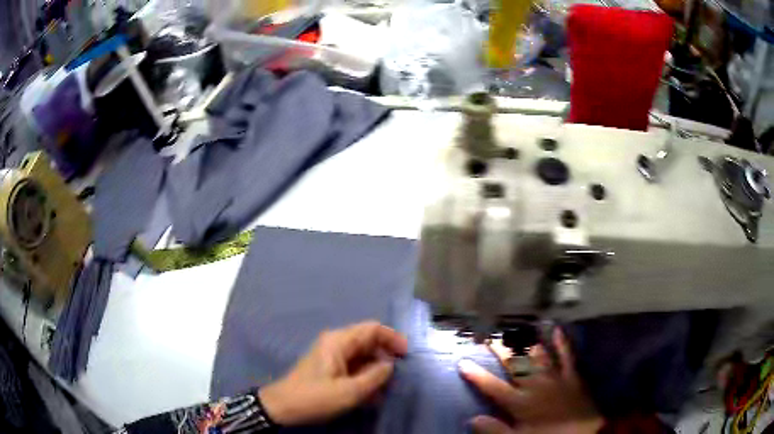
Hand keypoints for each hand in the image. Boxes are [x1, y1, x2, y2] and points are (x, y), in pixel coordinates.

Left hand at [259, 321, 407, 425]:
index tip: (406, 355)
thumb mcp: (349, 391)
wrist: (283, 408)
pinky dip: (365, 378)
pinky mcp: (329, 369)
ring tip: (385, 391)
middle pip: (368, 342)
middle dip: (385, 357)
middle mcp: (336, 344)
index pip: (372, 329)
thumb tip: (390, 365)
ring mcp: (332, 356)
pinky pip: (353, 368)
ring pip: (362, 357)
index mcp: (339, 342)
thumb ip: (374, 376)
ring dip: (376, 372)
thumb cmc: (315, 397)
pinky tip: (371, 396)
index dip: (392, 338)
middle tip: (397, 377)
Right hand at [458, 328, 603, 433]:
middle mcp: (535, 385)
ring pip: (537, 356)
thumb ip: (495, 429)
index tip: (462, 361)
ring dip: (526, 343)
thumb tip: (473, 418)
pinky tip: (557, 329)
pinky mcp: (571, 375)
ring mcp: (554, 377)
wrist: (582, 433)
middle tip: (489, 336)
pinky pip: (566, 356)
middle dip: (500, 351)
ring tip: (517, 329)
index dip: (476, 374)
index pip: (492, 386)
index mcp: (519, 402)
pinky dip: (561, 343)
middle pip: (514, 365)